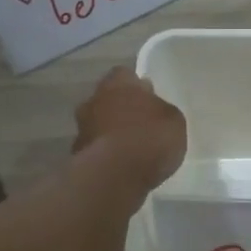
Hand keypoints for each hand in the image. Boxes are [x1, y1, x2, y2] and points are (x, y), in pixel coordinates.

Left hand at [74, 67, 186, 188]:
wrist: (115, 175)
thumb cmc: (149, 138)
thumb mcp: (174, 121)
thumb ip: (162, 111)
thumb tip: (154, 110)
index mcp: (118, 83)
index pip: (125, 75)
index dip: (137, 86)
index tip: (148, 97)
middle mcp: (95, 100)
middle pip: (108, 99)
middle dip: (121, 109)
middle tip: (140, 124)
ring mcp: (82, 128)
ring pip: (99, 124)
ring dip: (111, 133)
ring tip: (132, 150)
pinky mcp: (77, 156)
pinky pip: (95, 150)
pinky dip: (105, 155)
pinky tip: (121, 168)